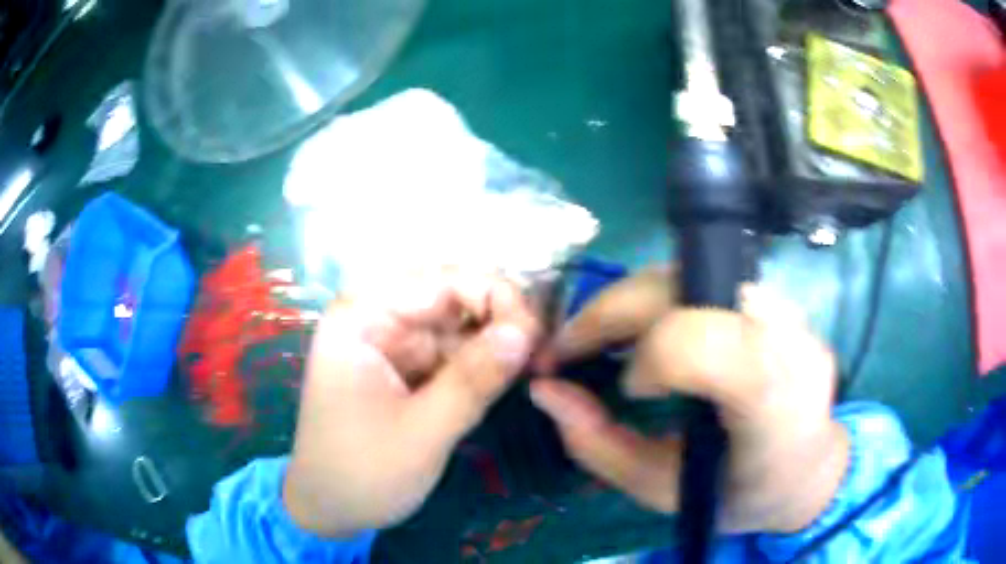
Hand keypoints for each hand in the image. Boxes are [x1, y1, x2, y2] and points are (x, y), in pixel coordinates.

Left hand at [283, 271, 538, 536]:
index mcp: (362, 317)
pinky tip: (510, 375)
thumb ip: (473, 380)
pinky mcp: (409, 368)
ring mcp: (394, 342)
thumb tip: (527, 330)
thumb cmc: (362, 473)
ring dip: (497, 342)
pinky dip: (484, 362)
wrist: (332, 509)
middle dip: (499, 318)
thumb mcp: (422, 432)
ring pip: (460, 324)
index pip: (439, 280)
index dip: (494, 295)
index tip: (536, 334)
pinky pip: (455, 351)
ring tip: (534, 366)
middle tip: (540, 353)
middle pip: (452, 296)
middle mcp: (377, 318)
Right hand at [530, 270, 848, 532]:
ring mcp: (789, 309)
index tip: (628, 390)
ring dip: (634, 302)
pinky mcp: (779, 299)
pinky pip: (707, 279)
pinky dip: (664, 300)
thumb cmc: (740, 494)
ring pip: (691, 271)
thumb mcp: (663, 491)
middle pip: (685, 285)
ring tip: (608, 339)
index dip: (649, 357)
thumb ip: (599, 445)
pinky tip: (653, 333)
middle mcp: (788, 337)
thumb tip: (544, 390)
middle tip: (572, 349)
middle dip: (611, 312)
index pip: (699, 341)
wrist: (809, 470)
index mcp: (771, 401)